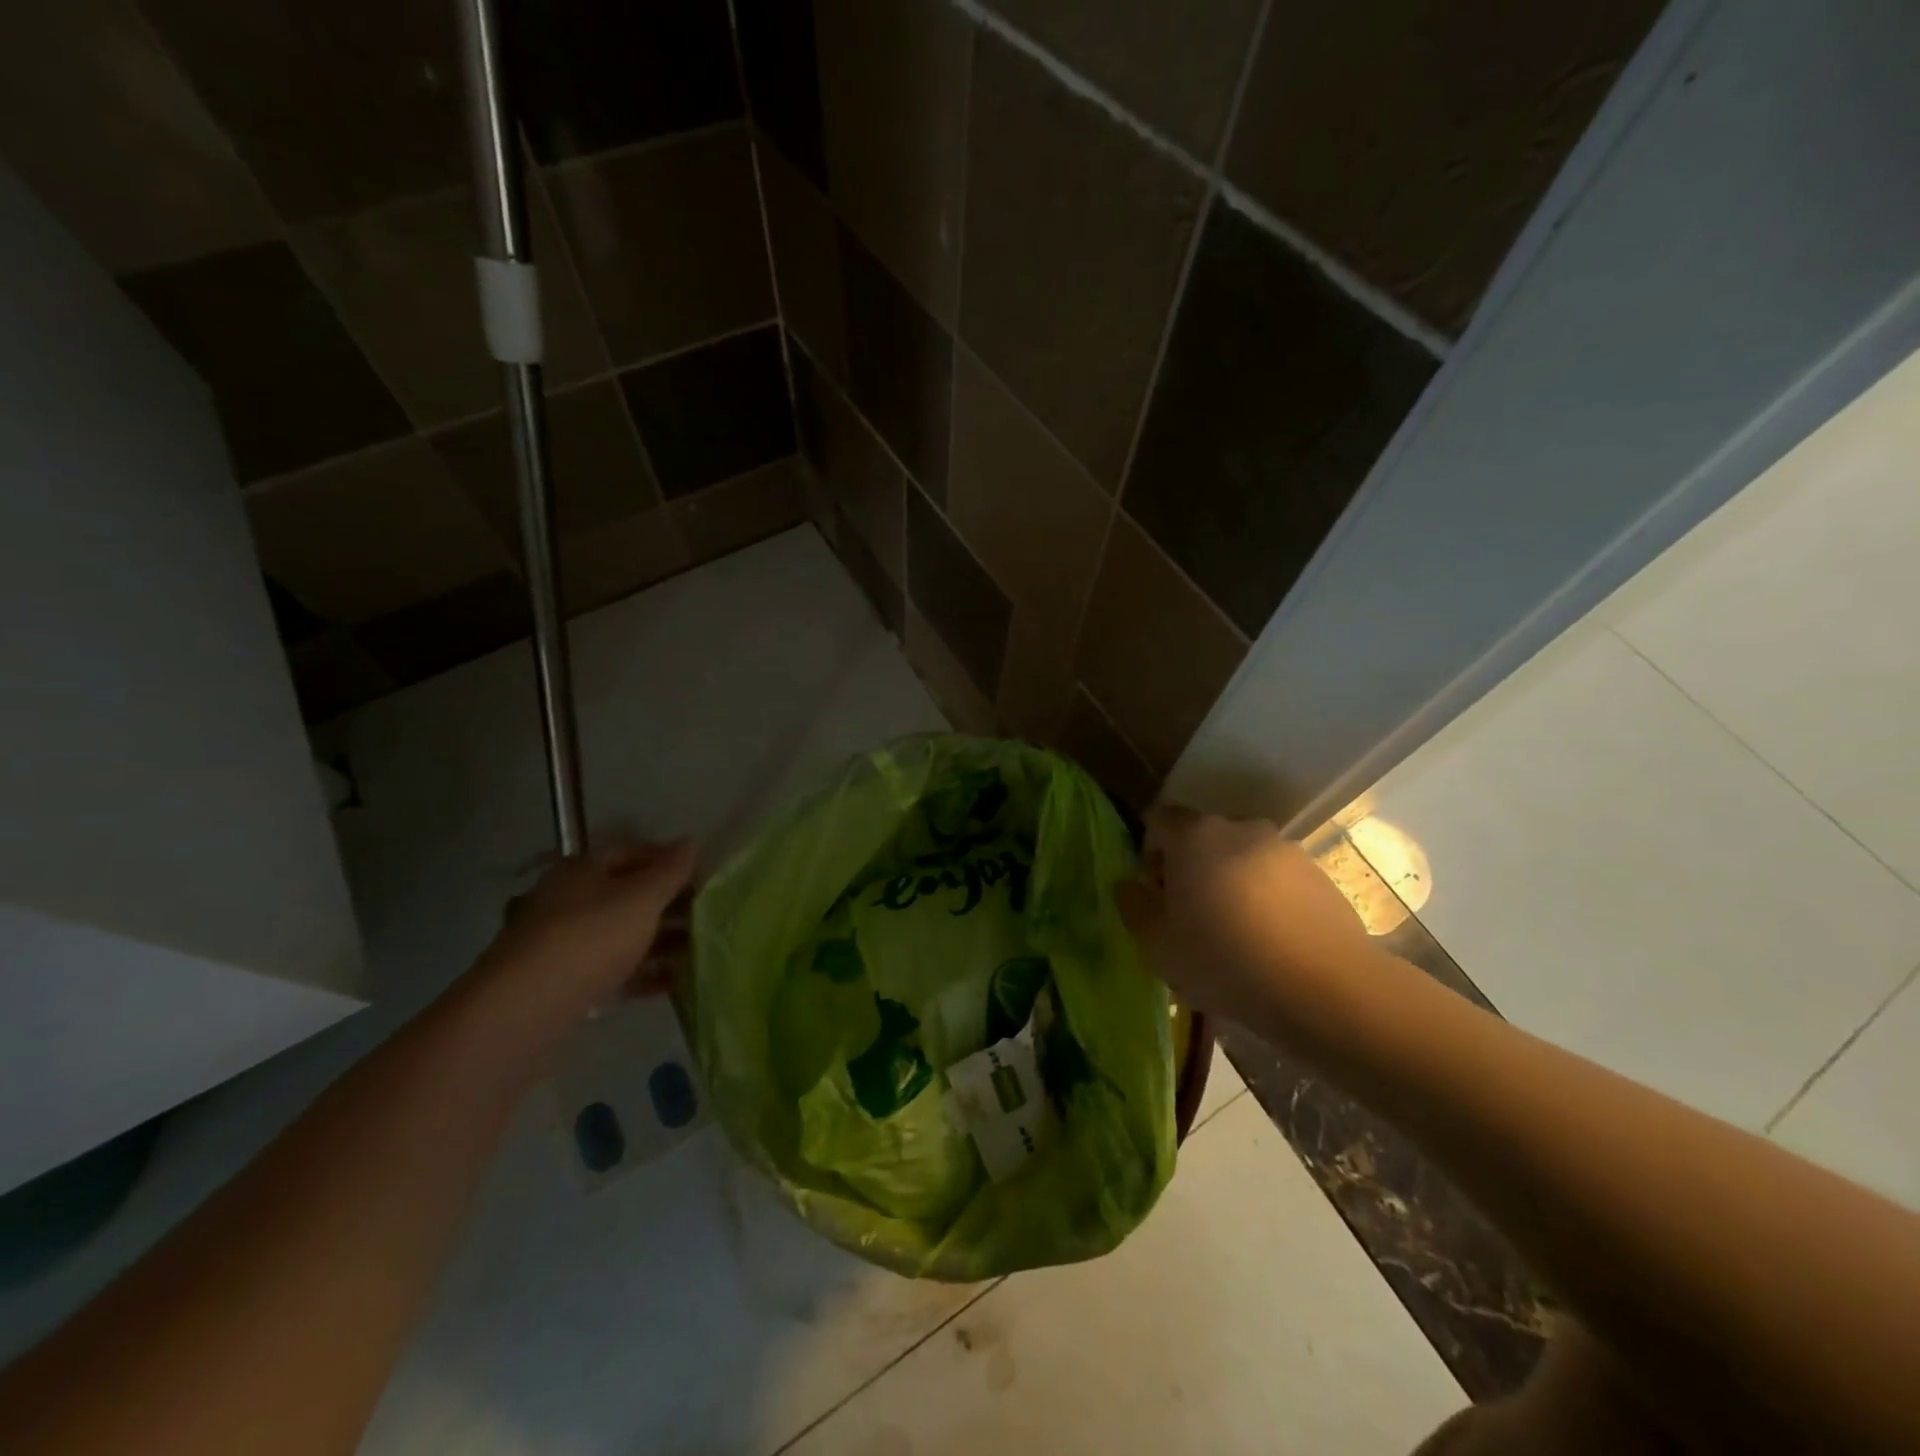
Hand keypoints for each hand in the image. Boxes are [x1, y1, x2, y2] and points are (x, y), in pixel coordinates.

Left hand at [479, 840, 696, 1019]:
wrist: (523, 1012)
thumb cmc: (589, 938)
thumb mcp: (640, 898)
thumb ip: (669, 871)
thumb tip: (690, 840)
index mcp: (583, 870)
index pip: (635, 853)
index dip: (671, 861)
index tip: (707, 878)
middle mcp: (571, 900)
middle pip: (630, 895)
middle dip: (670, 904)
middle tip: (709, 917)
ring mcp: (566, 943)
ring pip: (624, 934)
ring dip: (662, 941)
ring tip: (700, 952)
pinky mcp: (567, 983)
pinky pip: (615, 970)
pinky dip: (644, 973)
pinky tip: (675, 983)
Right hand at [1117, 807, 1383, 1036]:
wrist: (1326, 990)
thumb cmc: (1224, 960)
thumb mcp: (1156, 944)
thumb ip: (1133, 905)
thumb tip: (1130, 885)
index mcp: (1194, 835)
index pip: (1158, 819)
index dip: (1149, 850)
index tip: (1153, 891)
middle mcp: (1240, 828)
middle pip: (1202, 839)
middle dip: (1191, 869)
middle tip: (1190, 918)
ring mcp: (1286, 849)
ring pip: (1241, 859)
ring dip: (1230, 885)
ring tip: (1235, 936)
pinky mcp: (1320, 876)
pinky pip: (1277, 880)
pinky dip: (1266, 900)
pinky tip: (1270, 944)